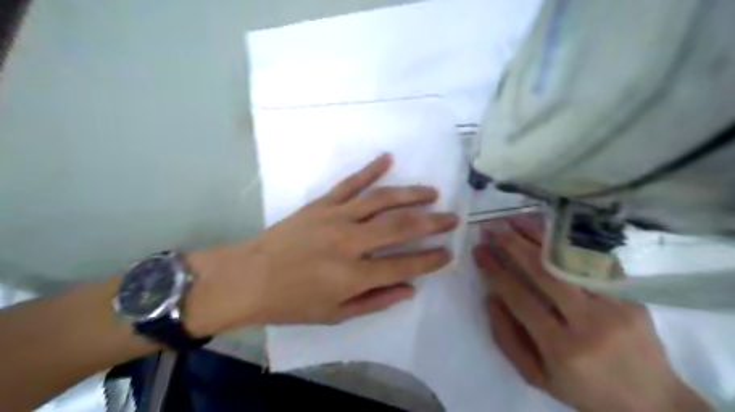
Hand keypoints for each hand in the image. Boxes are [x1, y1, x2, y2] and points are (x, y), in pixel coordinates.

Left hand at [187, 153, 457, 336]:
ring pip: (381, 200)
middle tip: (452, 217)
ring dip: (410, 194)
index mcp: (353, 275)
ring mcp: (335, 217)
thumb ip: (375, 301)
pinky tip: (387, 159)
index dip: (431, 259)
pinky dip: (370, 170)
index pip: (405, 264)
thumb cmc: (292, 302)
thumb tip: (410, 289)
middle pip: (400, 227)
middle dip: (432, 222)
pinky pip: (350, 183)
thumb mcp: (335, 314)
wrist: (249, 277)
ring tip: (432, 192)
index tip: (449, 252)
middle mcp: (350, 242)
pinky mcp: (321, 204)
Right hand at [474, 216, 709, 411]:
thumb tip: (491, 296)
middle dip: (513, 245)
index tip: (479, 250)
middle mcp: (589, 323)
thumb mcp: (537, 377)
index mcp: (561, 348)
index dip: (495, 270)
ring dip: (538, 235)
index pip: (520, 298)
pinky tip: (549, 228)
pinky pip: (594, 261)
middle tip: (492, 228)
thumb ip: (507, 338)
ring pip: (569, 260)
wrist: (652, 401)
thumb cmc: (584, 390)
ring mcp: (615, 305)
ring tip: (514, 219)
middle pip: (544, 272)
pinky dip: (567, 241)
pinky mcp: (632, 296)